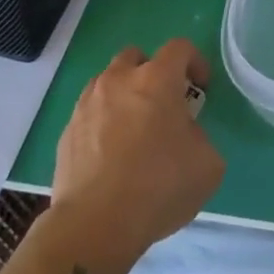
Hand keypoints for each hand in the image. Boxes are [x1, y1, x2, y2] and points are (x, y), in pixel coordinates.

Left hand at [50, 40, 223, 267]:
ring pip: (108, 82)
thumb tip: (184, 135)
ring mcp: (87, 104)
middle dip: (153, 72)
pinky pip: (90, 113)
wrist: (94, 225)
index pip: (180, 48)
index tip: (202, 88)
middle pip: (136, 57)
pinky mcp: (67, 132)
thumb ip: (199, 135)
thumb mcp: (207, 164)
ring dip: (125, 95)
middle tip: (164, 104)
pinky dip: (103, 123)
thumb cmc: (158, 187)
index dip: (195, 62)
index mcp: (156, 79)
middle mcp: (118, 80)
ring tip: (134, 130)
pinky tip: (111, 155)